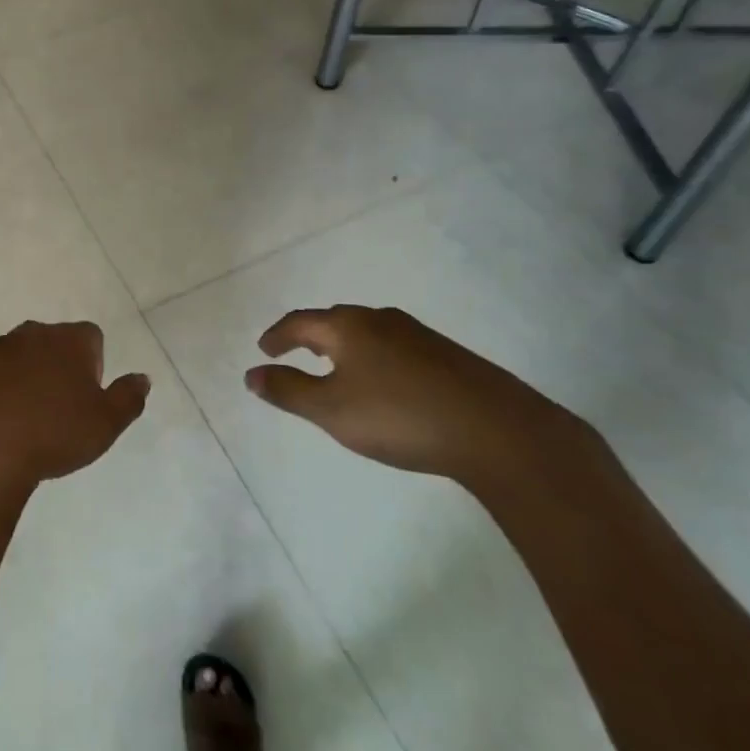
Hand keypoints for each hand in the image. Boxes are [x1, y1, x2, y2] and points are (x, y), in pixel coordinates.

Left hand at [0, 321, 149, 493]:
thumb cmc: (53, 434)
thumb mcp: (106, 425)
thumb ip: (128, 397)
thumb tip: (142, 377)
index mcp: (70, 341)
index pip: (91, 338)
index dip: (91, 365)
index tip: (84, 397)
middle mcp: (33, 332)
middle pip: (50, 342)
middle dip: (53, 366)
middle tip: (52, 409)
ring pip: (14, 354)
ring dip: (19, 374)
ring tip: (18, 418)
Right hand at [246, 306, 578, 483]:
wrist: (498, 431)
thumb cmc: (400, 416)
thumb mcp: (332, 411)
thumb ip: (289, 391)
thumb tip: (251, 375)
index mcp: (348, 327)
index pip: (300, 322)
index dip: (278, 335)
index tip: (264, 349)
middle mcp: (380, 320)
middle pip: (336, 321)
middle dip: (312, 335)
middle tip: (298, 352)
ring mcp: (419, 335)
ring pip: (369, 332)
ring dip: (346, 345)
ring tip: (339, 367)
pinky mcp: (448, 355)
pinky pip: (396, 347)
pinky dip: (376, 357)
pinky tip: (387, 382)